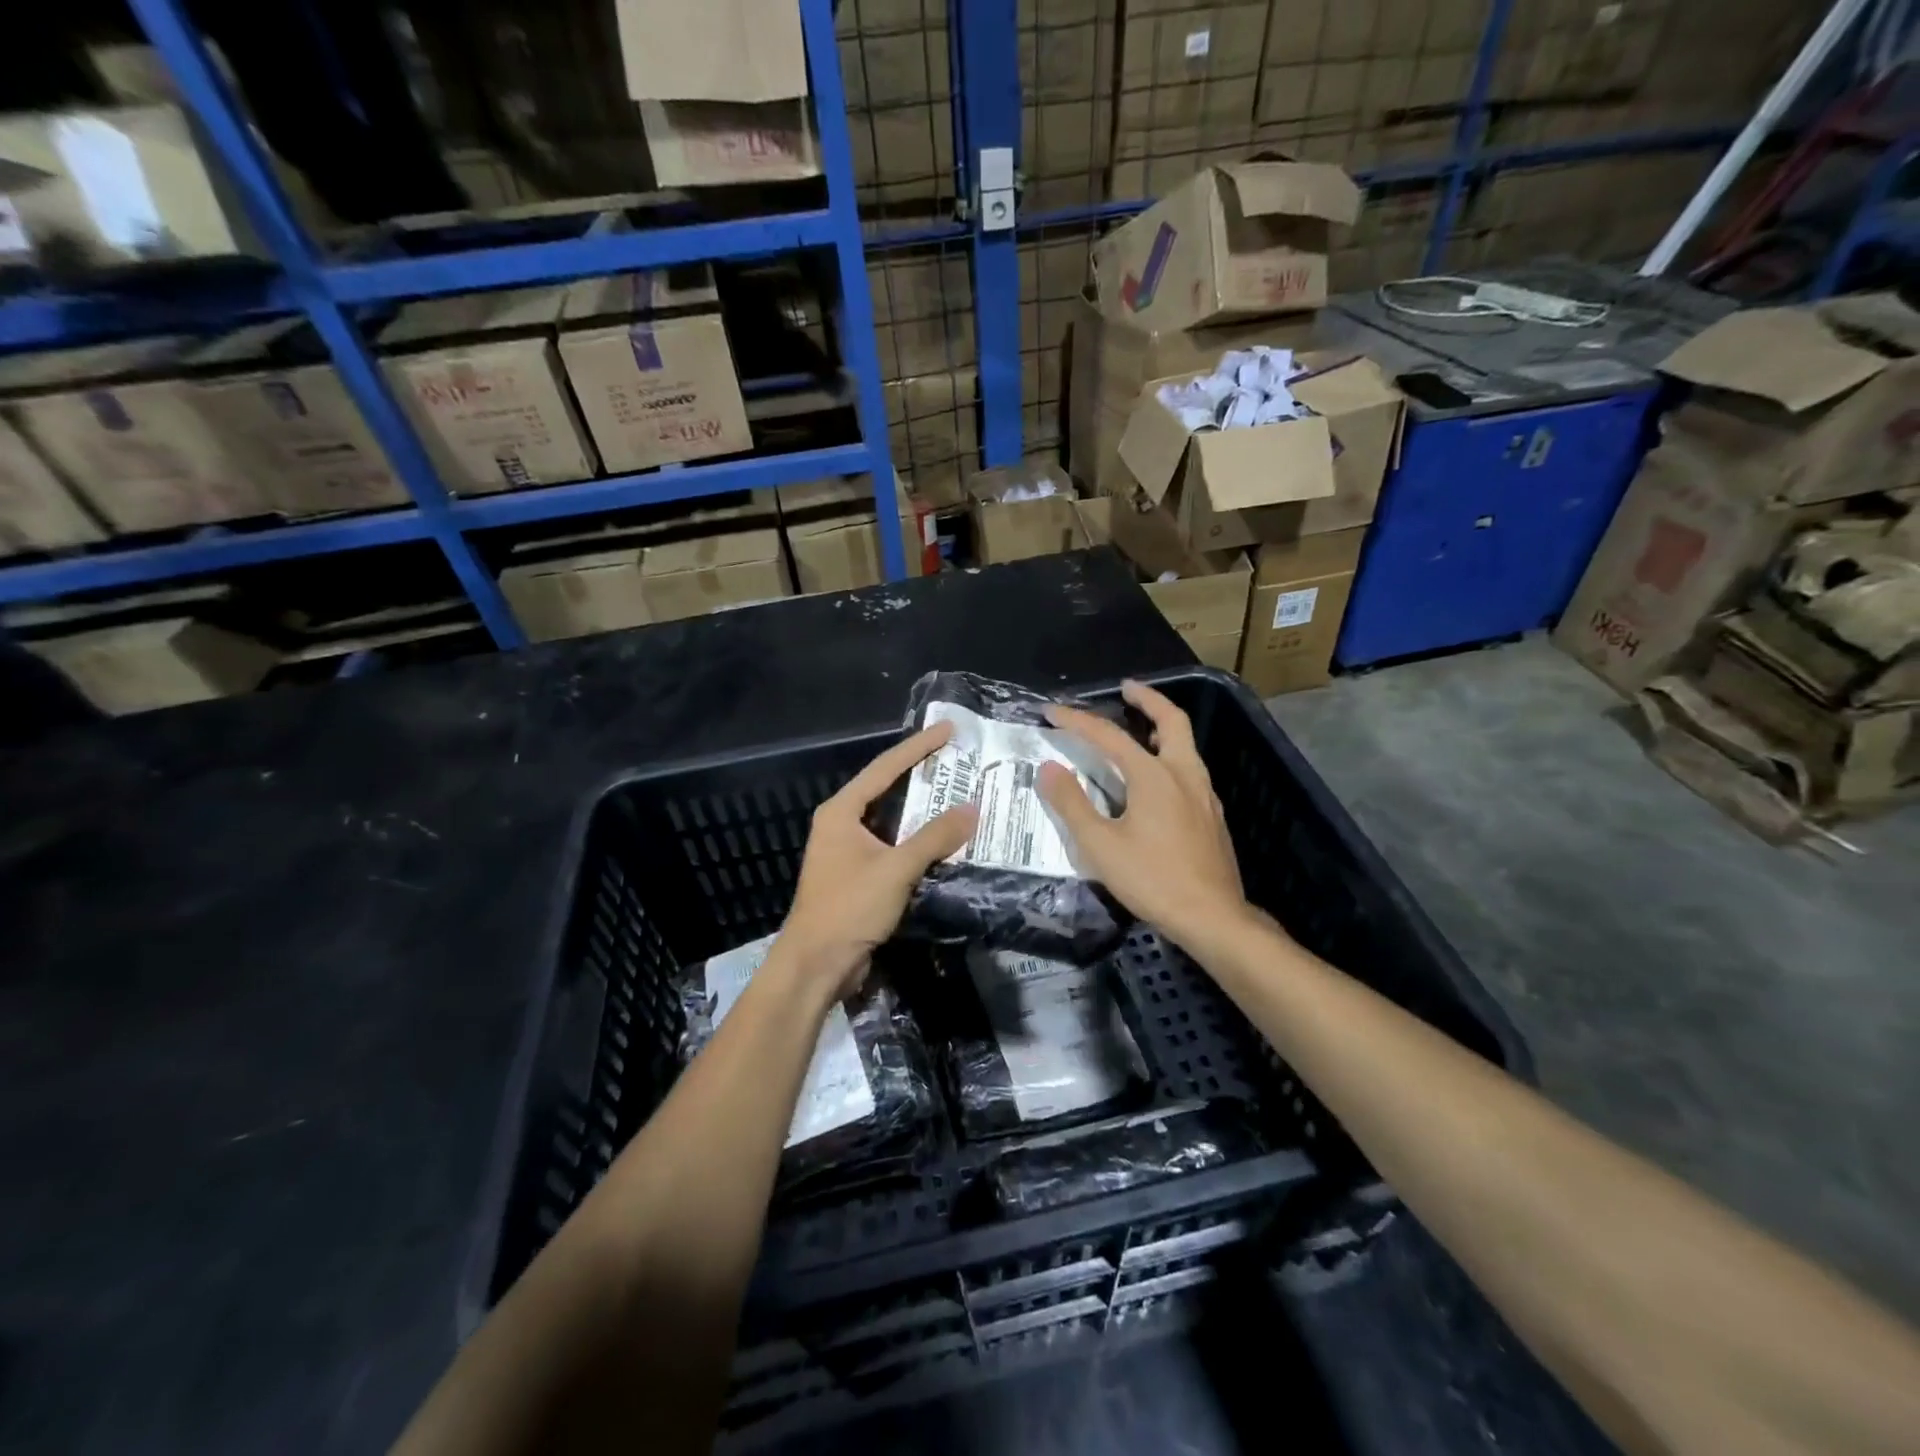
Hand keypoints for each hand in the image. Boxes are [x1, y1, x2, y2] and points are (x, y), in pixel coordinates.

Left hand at [777, 722, 978, 997]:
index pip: (885, 768)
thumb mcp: (896, 868)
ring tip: (958, 792)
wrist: (816, 965)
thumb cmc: (849, 908)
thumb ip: (935, 837)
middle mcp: (842, 824)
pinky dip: (918, 839)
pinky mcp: (858, 875)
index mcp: (841, 812)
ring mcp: (848, 850)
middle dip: (921, 774)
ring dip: (922, 809)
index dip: (918, 747)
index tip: (947, 730)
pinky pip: (893, 845)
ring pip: (892, 820)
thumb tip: (973, 808)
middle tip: (957, 758)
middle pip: (886, 789)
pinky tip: (943, 838)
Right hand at [1038, 680, 1253, 948]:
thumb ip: (1072, 804)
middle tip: (1126, 688)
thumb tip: (1049, 768)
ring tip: (1140, 728)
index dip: (1077, 721)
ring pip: (1186, 745)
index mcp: (1154, 776)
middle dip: (1148, 699)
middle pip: (1172, 721)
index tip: (1051, 712)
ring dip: (1162, 726)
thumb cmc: (1152, 879)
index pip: (1109, 736)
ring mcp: (1204, 795)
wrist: (1212, 917)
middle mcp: (1184, 775)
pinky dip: (1171, 755)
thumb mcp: (1100, 845)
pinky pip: (1190, 769)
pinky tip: (1158, 780)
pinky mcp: (1212, 816)